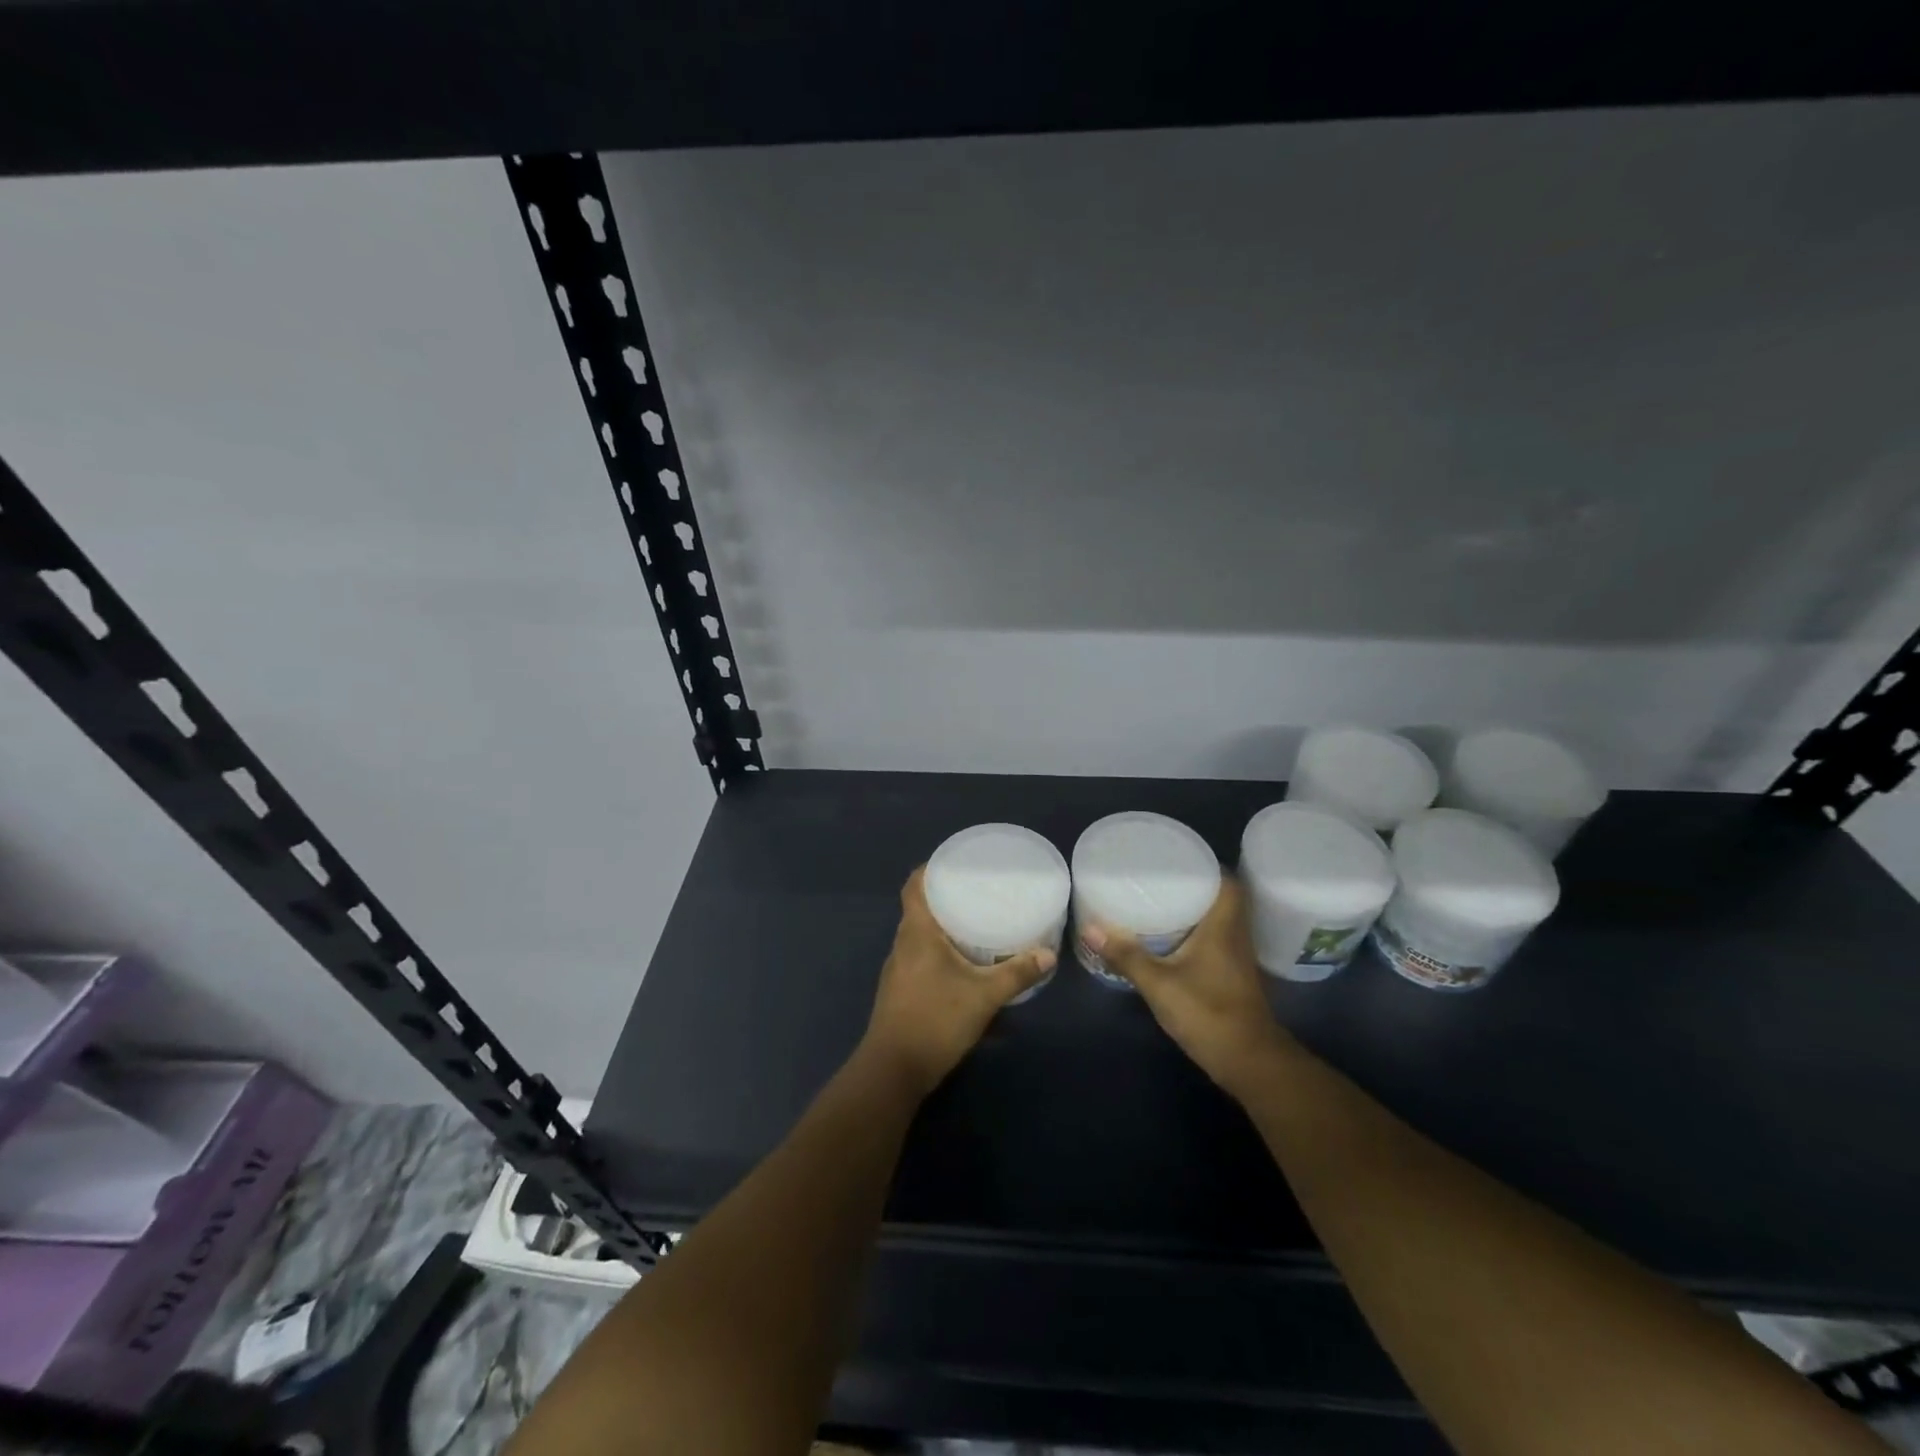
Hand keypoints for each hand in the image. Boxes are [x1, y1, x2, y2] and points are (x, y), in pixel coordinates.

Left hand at [862, 867, 1055, 1096]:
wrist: (894, 1070)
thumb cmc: (935, 1020)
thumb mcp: (984, 996)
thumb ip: (1017, 973)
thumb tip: (1049, 954)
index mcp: (916, 932)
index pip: (914, 885)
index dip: (930, 869)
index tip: (955, 863)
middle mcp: (902, 944)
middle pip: (919, 908)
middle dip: (945, 897)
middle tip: (978, 891)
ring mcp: (898, 969)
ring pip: (920, 935)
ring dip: (943, 926)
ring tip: (975, 922)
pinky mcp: (900, 990)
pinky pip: (920, 957)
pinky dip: (939, 951)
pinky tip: (962, 963)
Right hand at [1082, 877, 1289, 1097]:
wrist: (1250, 1062)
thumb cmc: (1209, 1013)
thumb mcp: (1160, 984)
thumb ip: (1127, 956)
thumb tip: (1091, 928)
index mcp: (1224, 926)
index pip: (1227, 881)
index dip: (1207, 866)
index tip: (1178, 858)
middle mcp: (1236, 935)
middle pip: (1222, 899)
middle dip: (1195, 886)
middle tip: (1161, 878)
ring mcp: (1238, 958)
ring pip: (1219, 921)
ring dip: (1196, 910)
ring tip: (1161, 902)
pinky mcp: (1233, 977)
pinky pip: (1216, 941)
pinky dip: (1197, 934)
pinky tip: (1173, 940)